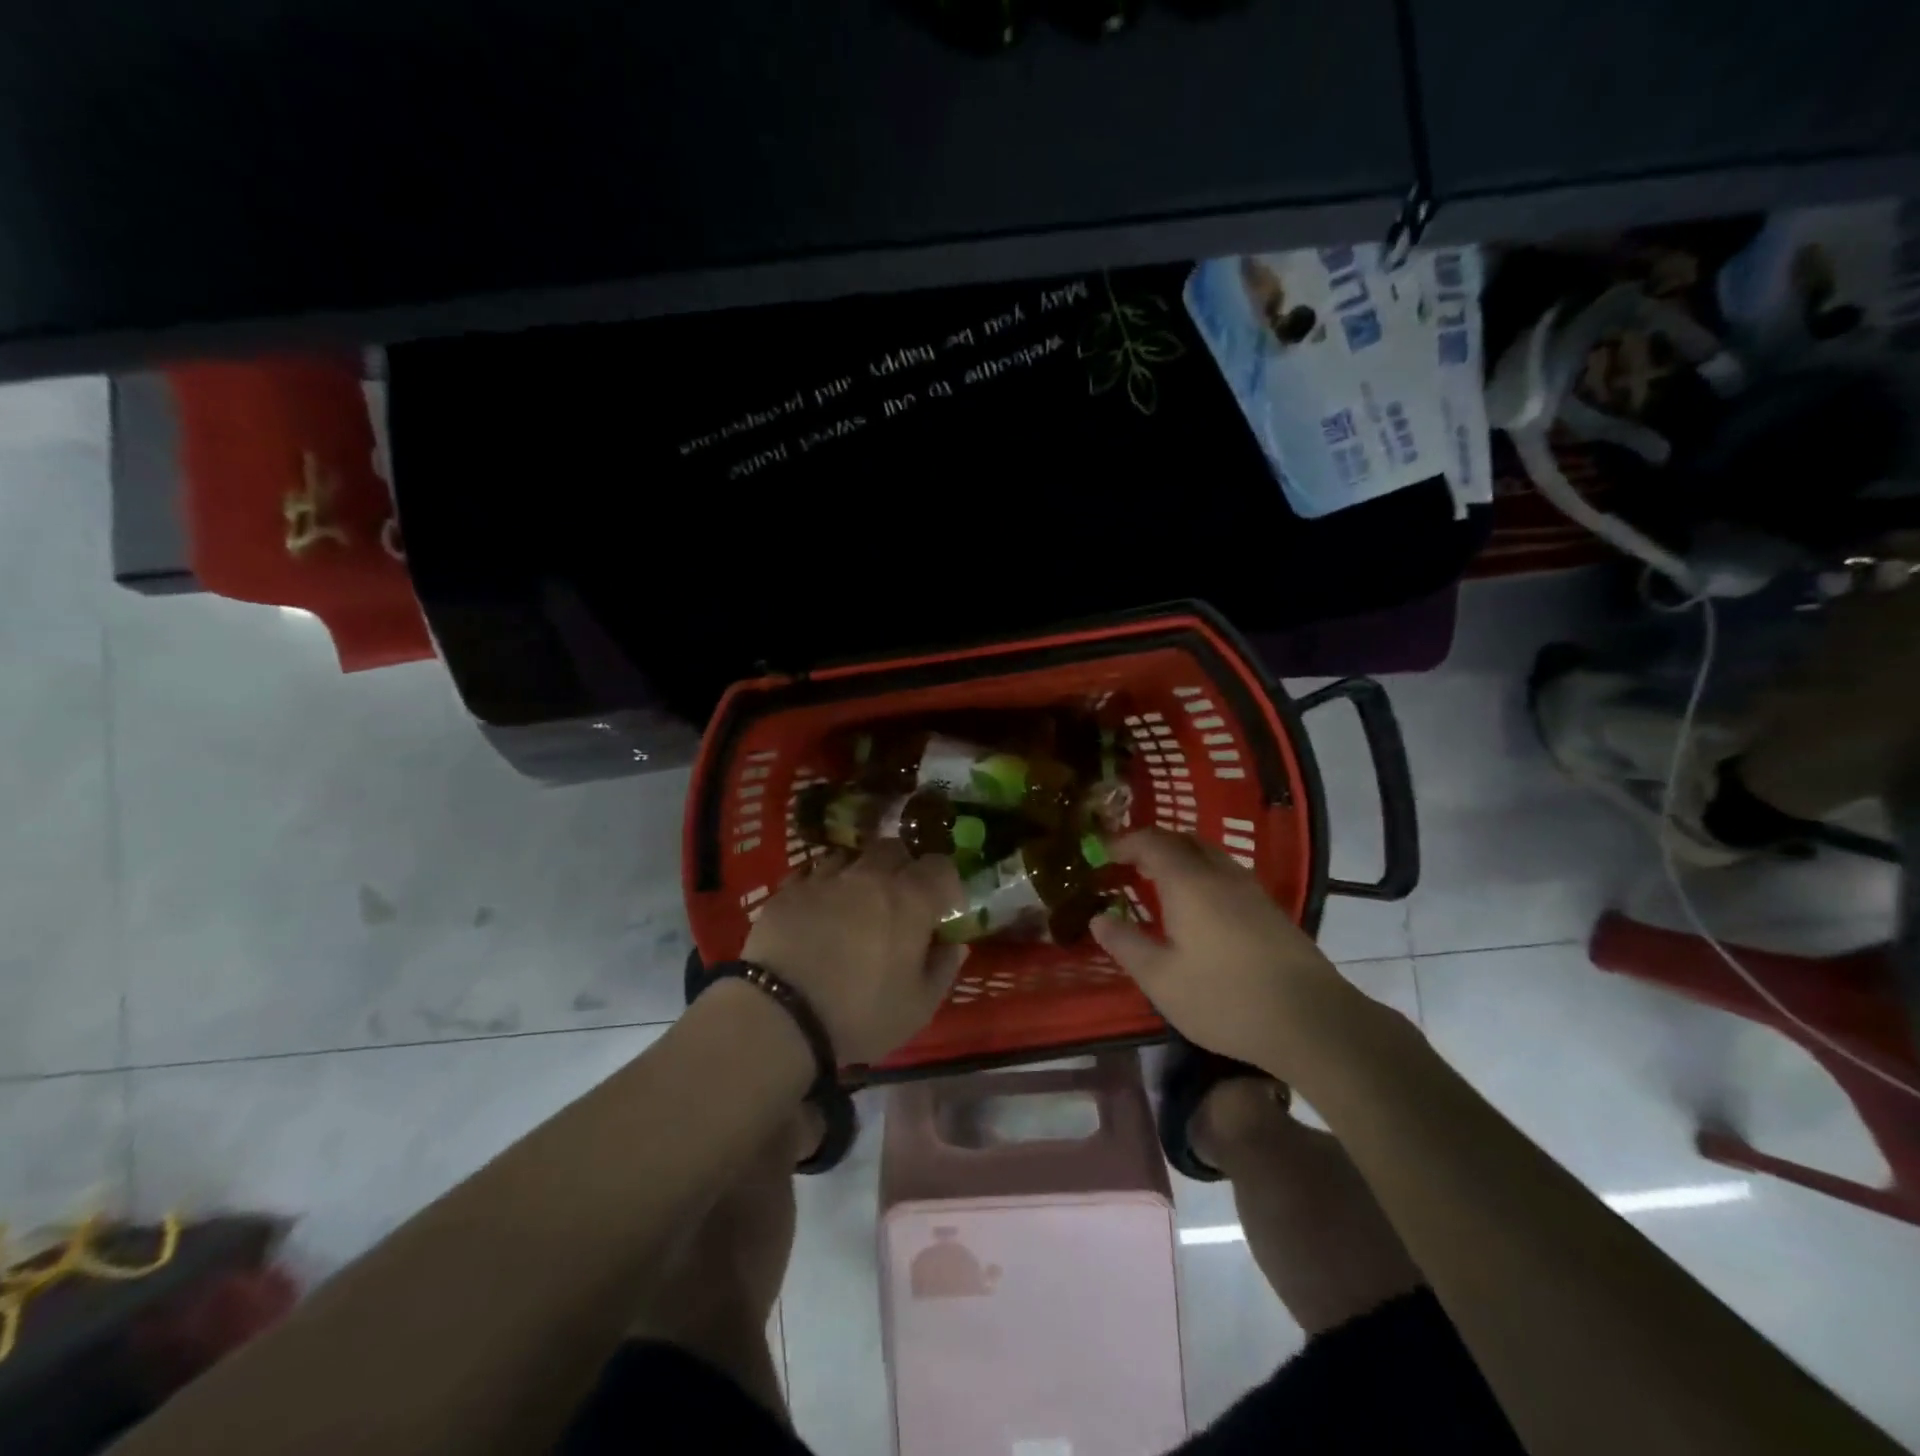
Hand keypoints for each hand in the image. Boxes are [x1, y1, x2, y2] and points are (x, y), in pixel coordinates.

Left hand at [742, 840, 967, 1064]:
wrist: (781, 1015)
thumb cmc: (860, 1014)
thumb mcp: (918, 1007)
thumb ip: (942, 969)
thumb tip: (954, 944)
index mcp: (910, 899)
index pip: (940, 866)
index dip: (945, 881)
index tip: (942, 906)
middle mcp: (870, 876)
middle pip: (894, 848)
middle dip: (902, 866)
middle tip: (899, 898)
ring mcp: (825, 878)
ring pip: (851, 855)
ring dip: (860, 871)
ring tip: (855, 899)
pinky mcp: (788, 890)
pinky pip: (812, 873)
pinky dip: (822, 884)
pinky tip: (818, 908)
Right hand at [1090, 828, 1351, 1075]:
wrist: (1313, 1022)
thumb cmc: (1225, 998)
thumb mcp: (1161, 979)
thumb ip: (1126, 945)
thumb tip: (1099, 918)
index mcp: (1189, 882)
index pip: (1152, 841)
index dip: (1125, 842)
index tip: (1104, 853)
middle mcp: (1222, 875)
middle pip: (1184, 840)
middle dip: (1153, 845)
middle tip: (1130, 865)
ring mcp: (1252, 891)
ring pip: (1211, 856)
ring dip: (1181, 859)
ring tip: (1161, 884)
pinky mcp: (1272, 911)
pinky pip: (1228, 876)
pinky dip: (1203, 877)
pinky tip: (1200, 910)